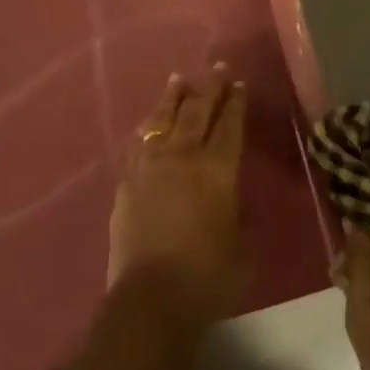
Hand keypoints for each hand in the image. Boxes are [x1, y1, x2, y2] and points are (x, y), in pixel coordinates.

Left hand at [107, 68, 250, 343]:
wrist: (151, 300)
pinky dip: (149, 126)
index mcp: (217, 171)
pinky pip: (139, 143)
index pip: (229, 126)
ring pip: (162, 120)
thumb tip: (229, 199)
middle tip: (215, 69)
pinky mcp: (127, 182)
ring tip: (179, 80)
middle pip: (197, 112)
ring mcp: (150, 167)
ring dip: (173, 98)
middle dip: (208, 88)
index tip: (238, 84)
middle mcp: (183, 158)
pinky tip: (150, 122)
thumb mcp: (242, 245)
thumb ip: (236, 213)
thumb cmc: (208, 278)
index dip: (235, 103)